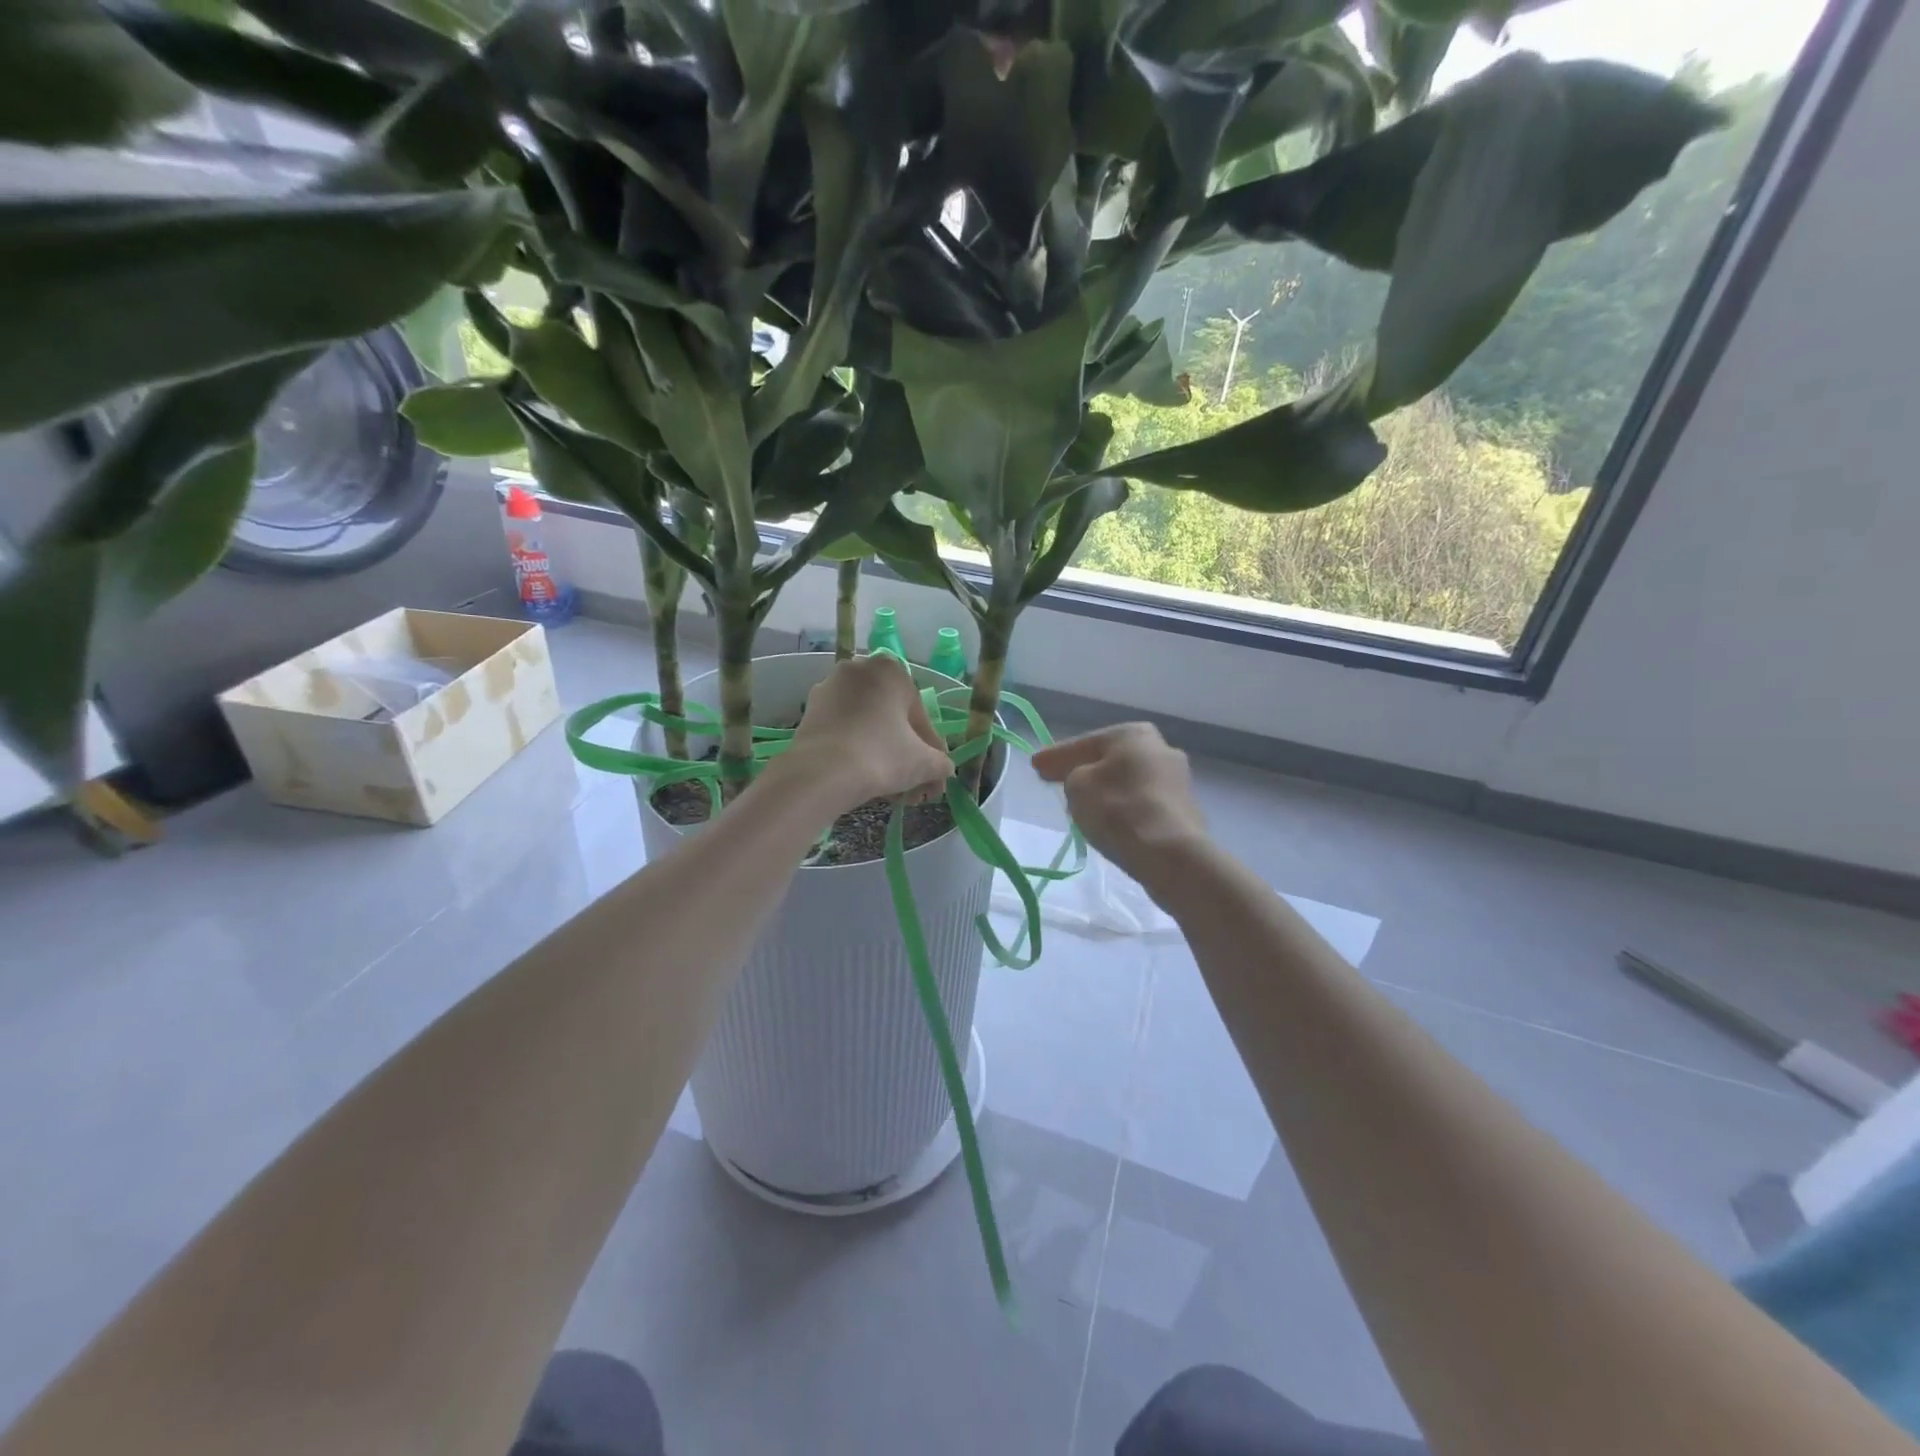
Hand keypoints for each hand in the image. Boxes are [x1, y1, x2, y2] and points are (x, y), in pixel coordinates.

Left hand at [783, 655, 953, 808]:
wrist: (821, 774)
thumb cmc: (881, 756)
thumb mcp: (924, 763)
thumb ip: (941, 763)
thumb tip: (943, 769)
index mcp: (892, 671)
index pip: (920, 717)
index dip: (930, 751)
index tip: (931, 777)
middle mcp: (859, 670)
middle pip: (891, 719)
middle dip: (903, 754)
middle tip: (910, 788)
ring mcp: (829, 688)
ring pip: (866, 725)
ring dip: (880, 754)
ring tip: (887, 791)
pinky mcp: (809, 711)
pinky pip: (843, 730)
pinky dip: (855, 750)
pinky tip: (861, 778)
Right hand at [1032, 724, 1209, 902]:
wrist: (1171, 854)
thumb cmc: (1118, 809)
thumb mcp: (1077, 786)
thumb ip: (1072, 776)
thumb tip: (1081, 779)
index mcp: (1133, 734)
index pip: (1083, 743)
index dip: (1056, 756)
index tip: (1035, 766)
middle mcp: (1160, 748)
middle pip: (1110, 760)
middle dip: (1085, 770)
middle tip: (1057, 781)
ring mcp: (1177, 780)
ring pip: (1128, 782)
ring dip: (1106, 791)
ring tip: (1083, 805)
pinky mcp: (1184, 810)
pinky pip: (1142, 804)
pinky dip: (1125, 809)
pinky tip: (1111, 822)